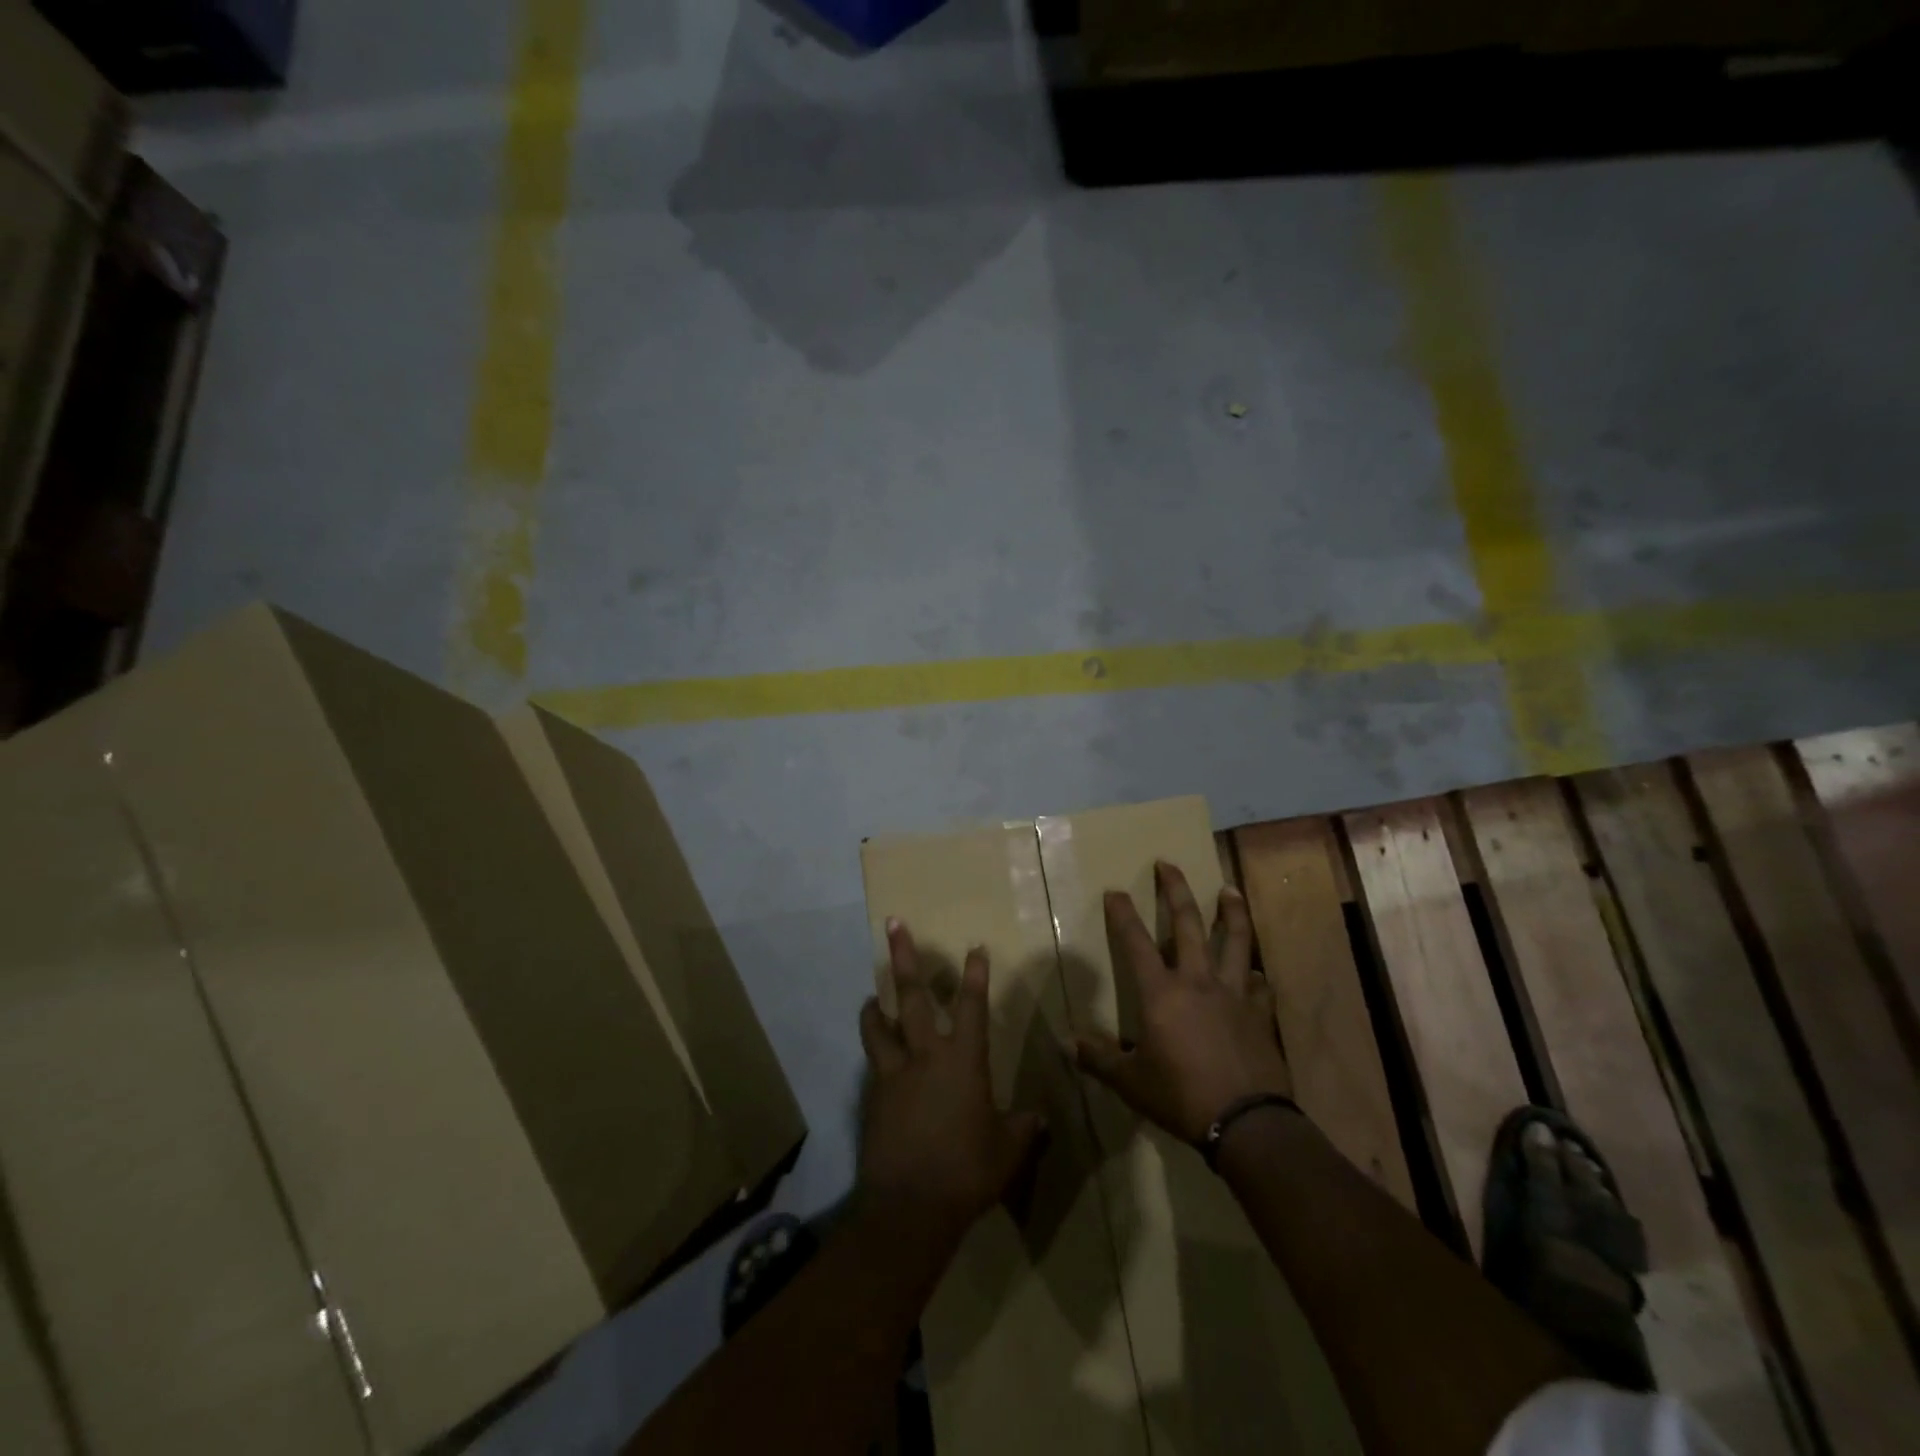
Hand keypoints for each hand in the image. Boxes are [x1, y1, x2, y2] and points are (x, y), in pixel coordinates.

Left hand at [858, 921, 1046, 1244]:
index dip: (975, 975)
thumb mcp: (1007, 1150)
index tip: (974, 947)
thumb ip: (1023, 1127)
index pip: (972, 1006)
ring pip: (879, 1025)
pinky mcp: (874, 1095)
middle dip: (904, 958)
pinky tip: (878, 1060)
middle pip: (913, 996)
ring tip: (872, 996)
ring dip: (875, 1006)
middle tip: (893, 924)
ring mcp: (895, 1073)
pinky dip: (874, 1051)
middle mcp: (926, 1055)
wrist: (911, 1207)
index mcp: (964, 1061)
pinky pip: (873, 1063)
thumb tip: (1039, 1117)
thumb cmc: (967, 1172)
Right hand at [1074, 861, 1291, 1142]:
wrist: (1247, 1122)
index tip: (1116, 890)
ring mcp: (1233, 995)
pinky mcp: (1259, 1014)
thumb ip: (1099, 1060)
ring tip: (1228, 889)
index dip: (1123, 915)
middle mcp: (1198, 982)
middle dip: (1175, 891)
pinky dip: (1253, 973)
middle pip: (1187, 924)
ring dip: (1231, 912)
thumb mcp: (1131, 1082)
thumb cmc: (1180, 1096)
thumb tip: (1068, 1044)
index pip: (1135, 943)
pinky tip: (1252, 970)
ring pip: (1234, 941)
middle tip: (1168, 864)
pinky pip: (1257, 984)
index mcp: (1162, 993)